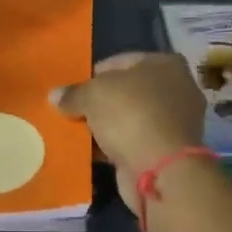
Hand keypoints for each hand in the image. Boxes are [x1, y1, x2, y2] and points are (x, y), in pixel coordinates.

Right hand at [52, 53, 206, 216]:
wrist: (161, 170)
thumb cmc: (130, 115)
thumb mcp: (92, 95)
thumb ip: (73, 93)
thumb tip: (55, 95)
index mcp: (166, 64)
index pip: (121, 61)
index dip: (94, 74)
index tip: (73, 89)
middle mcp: (176, 89)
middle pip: (126, 91)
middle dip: (100, 102)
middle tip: (73, 111)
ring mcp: (174, 123)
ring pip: (130, 118)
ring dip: (106, 126)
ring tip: (77, 132)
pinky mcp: (168, 151)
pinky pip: (133, 142)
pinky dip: (114, 146)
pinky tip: (91, 151)